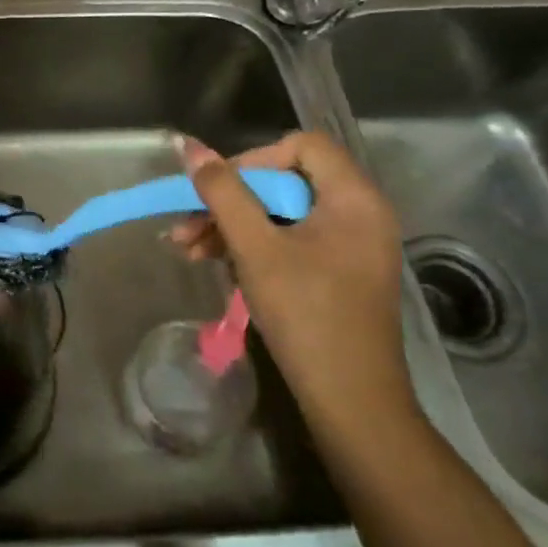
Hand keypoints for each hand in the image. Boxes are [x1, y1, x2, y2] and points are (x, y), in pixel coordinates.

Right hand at [170, 131, 415, 433]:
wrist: (351, 400)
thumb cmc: (306, 314)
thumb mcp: (255, 247)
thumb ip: (222, 192)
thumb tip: (188, 146)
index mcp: (354, 198)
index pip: (301, 146)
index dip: (253, 160)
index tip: (217, 190)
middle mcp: (360, 213)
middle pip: (286, 180)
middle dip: (230, 199)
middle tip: (187, 225)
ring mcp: (351, 245)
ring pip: (282, 213)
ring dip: (232, 225)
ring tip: (188, 249)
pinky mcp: (340, 271)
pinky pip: (291, 239)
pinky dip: (253, 246)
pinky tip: (216, 263)